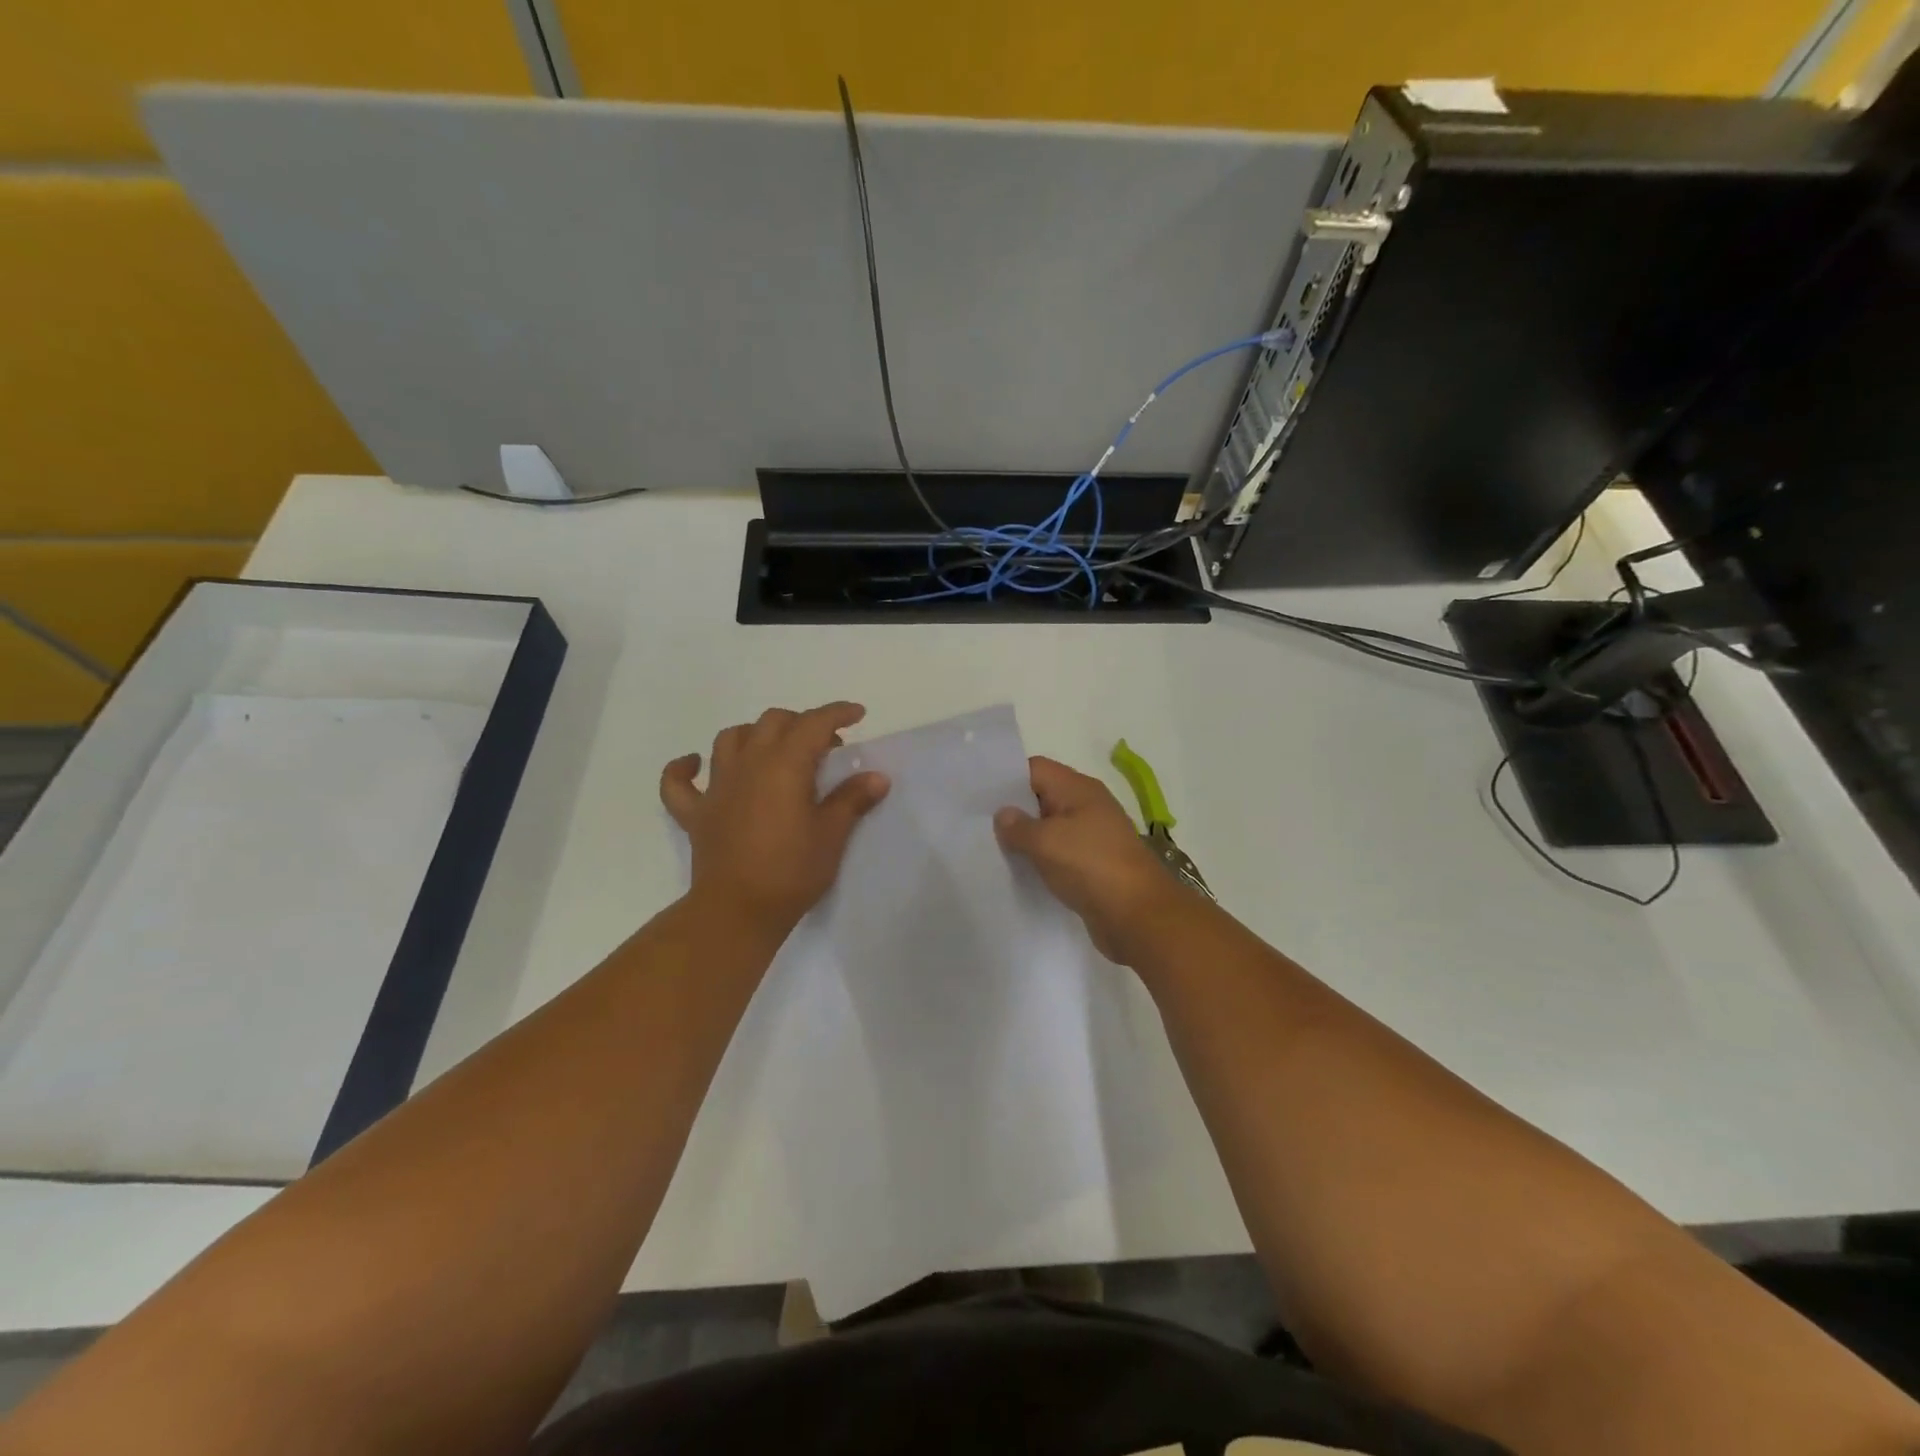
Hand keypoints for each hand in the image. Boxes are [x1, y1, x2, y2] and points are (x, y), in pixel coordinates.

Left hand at [660, 703, 889, 937]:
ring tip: (774, 750)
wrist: (738, 912)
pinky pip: (678, 781)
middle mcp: (748, 764)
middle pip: (773, 722)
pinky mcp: (695, 813)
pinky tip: (695, 763)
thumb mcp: (832, 835)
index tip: (858, 714)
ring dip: (755, 734)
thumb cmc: (791, 871)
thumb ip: (852, 799)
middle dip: (801, 723)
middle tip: (825, 747)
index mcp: (785, 765)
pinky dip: (684, 767)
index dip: (837, 713)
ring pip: (730, 738)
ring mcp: (717, 786)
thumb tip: (876, 776)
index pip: (813, 723)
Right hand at [994, 756, 1193, 962]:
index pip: (1035, 769)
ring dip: (1025, 839)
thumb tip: (1003, 814)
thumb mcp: (1046, 841)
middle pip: (1041, 798)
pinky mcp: (1092, 866)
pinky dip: (1040, 861)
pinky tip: (1017, 872)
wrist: (1138, 916)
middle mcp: (1087, 807)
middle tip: (975, 824)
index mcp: (1078, 789)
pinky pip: (1059, 855)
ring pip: (1049, 829)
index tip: (976, 794)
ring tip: (989, 849)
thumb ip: (1018, 826)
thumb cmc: (1091, 866)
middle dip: (1012, 810)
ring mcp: (1092, 838)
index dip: (1006, 778)